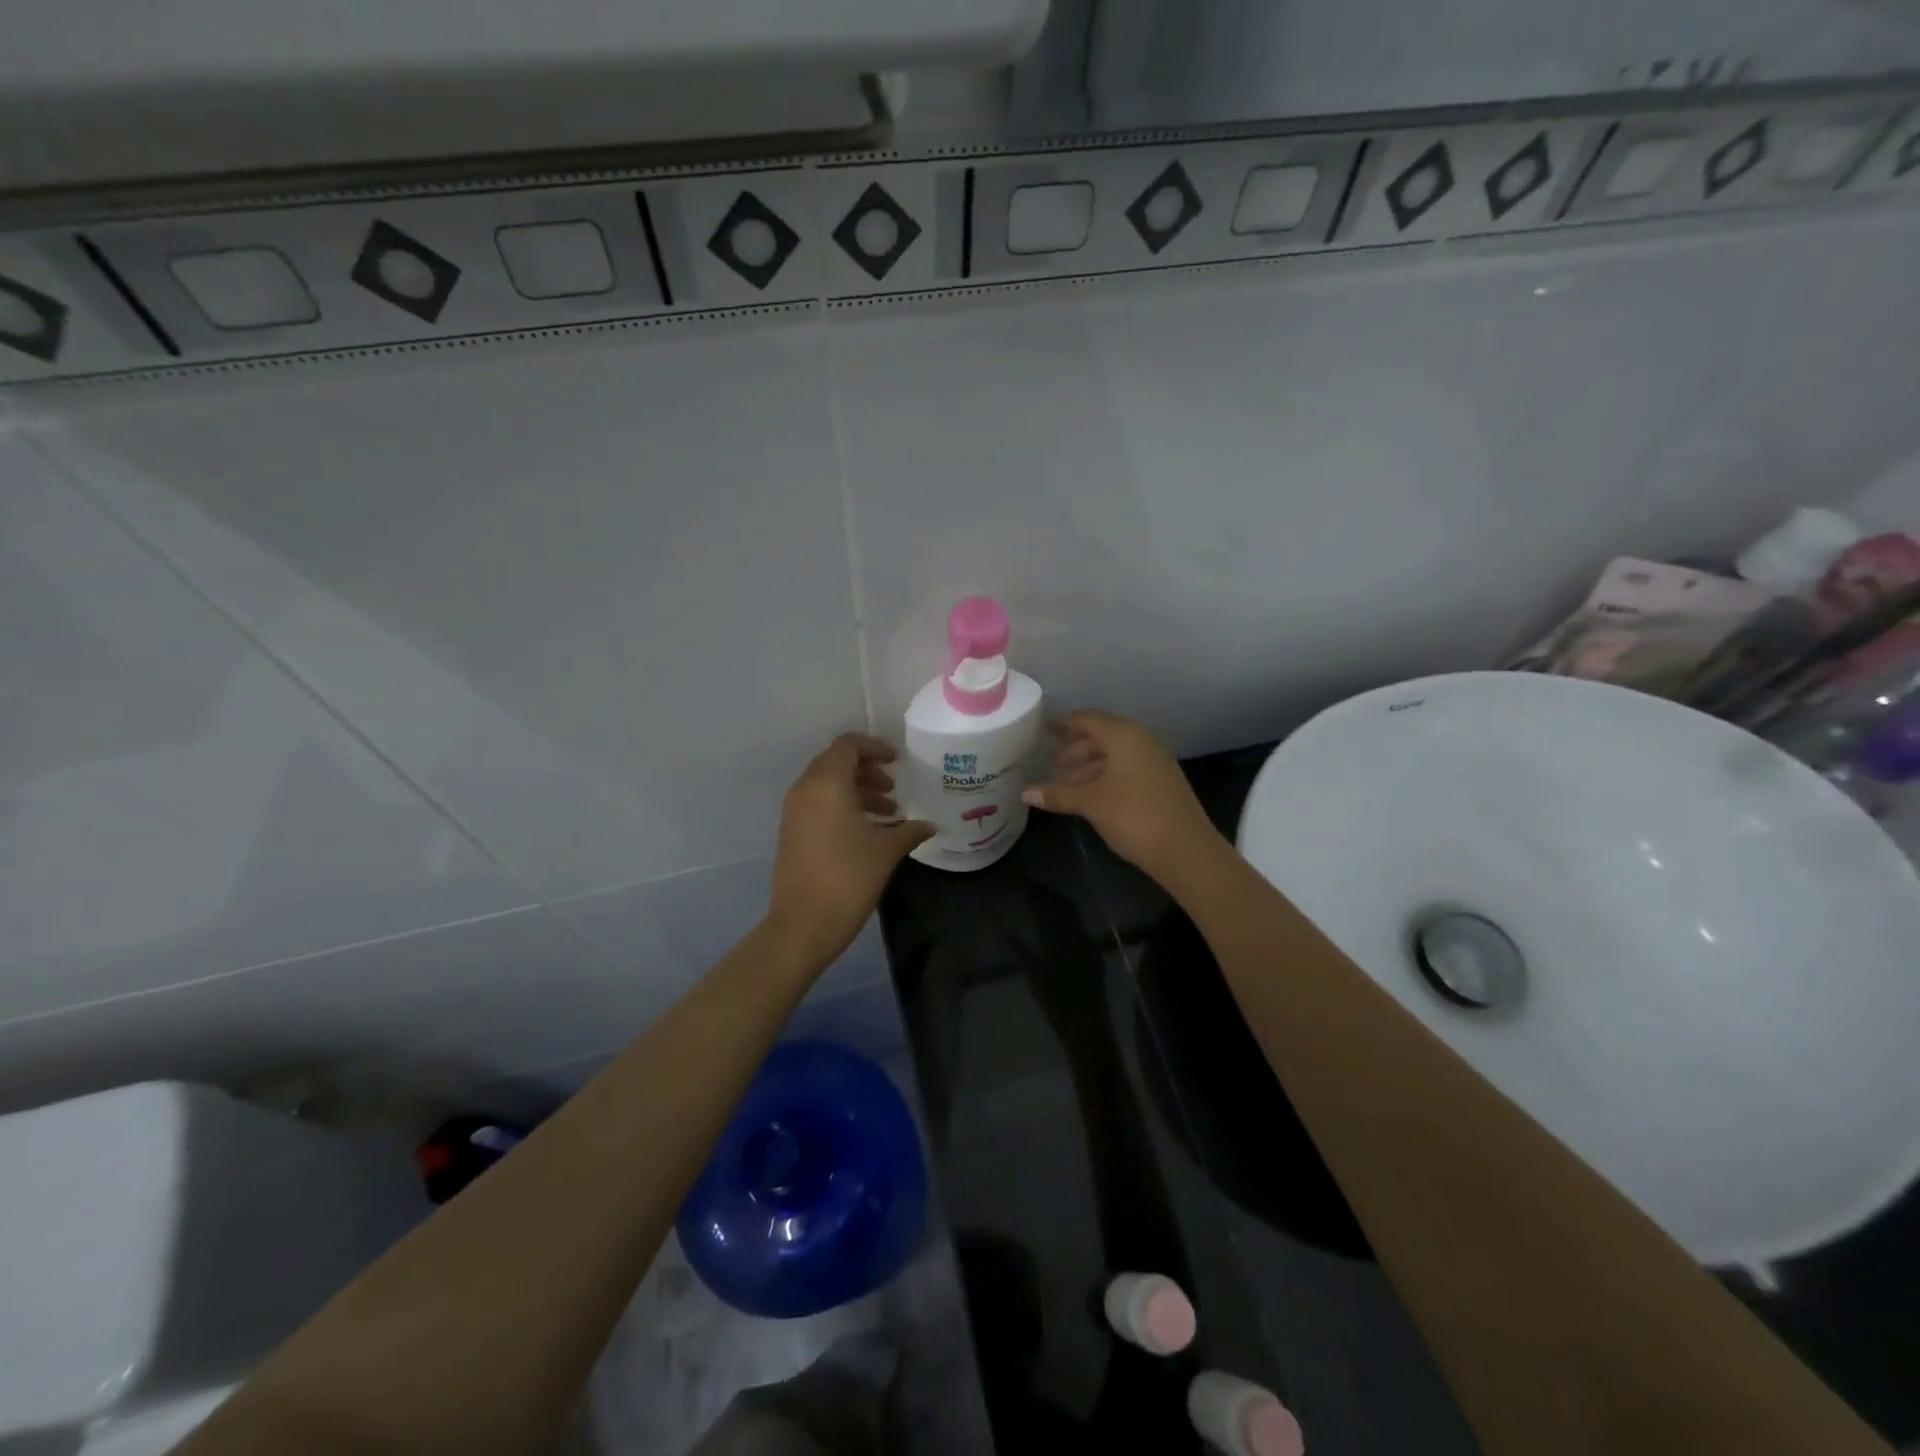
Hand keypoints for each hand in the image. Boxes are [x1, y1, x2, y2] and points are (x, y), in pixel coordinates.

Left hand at [765, 734, 933, 971]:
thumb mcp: (886, 851)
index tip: (897, 762)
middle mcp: (805, 790)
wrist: (803, 924)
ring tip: (887, 814)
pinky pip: (817, 804)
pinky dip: (841, 806)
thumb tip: (931, 826)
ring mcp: (793, 811)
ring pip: (826, 785)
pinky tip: (866, 831)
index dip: (874, 747)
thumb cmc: (849, 878)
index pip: (847, 745)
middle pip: (835, 763)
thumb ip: (909, 831)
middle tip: (893, 789)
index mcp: (827, 784)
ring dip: (856, 791)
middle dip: (866, 771)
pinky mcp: (790, 831)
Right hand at [1020, 710, 1223, 880]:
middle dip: (1075, 748)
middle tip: (1051, 765)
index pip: (1087, 719)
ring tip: (1065, 784)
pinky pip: (1126, 768)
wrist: (1186, 850)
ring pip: (1114, 754)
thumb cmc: (1133, 815)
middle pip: (1101, 735)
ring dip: (1088, 765)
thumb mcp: (1090, 803)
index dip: (1063, 724)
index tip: (1043, 730)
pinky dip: (1105, 775)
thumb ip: (1057, 793)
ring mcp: (1155, 761)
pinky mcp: (1161, 782)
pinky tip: (1090, 795)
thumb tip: (1025, 792)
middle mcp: (1142, 740)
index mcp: (1124, 735)